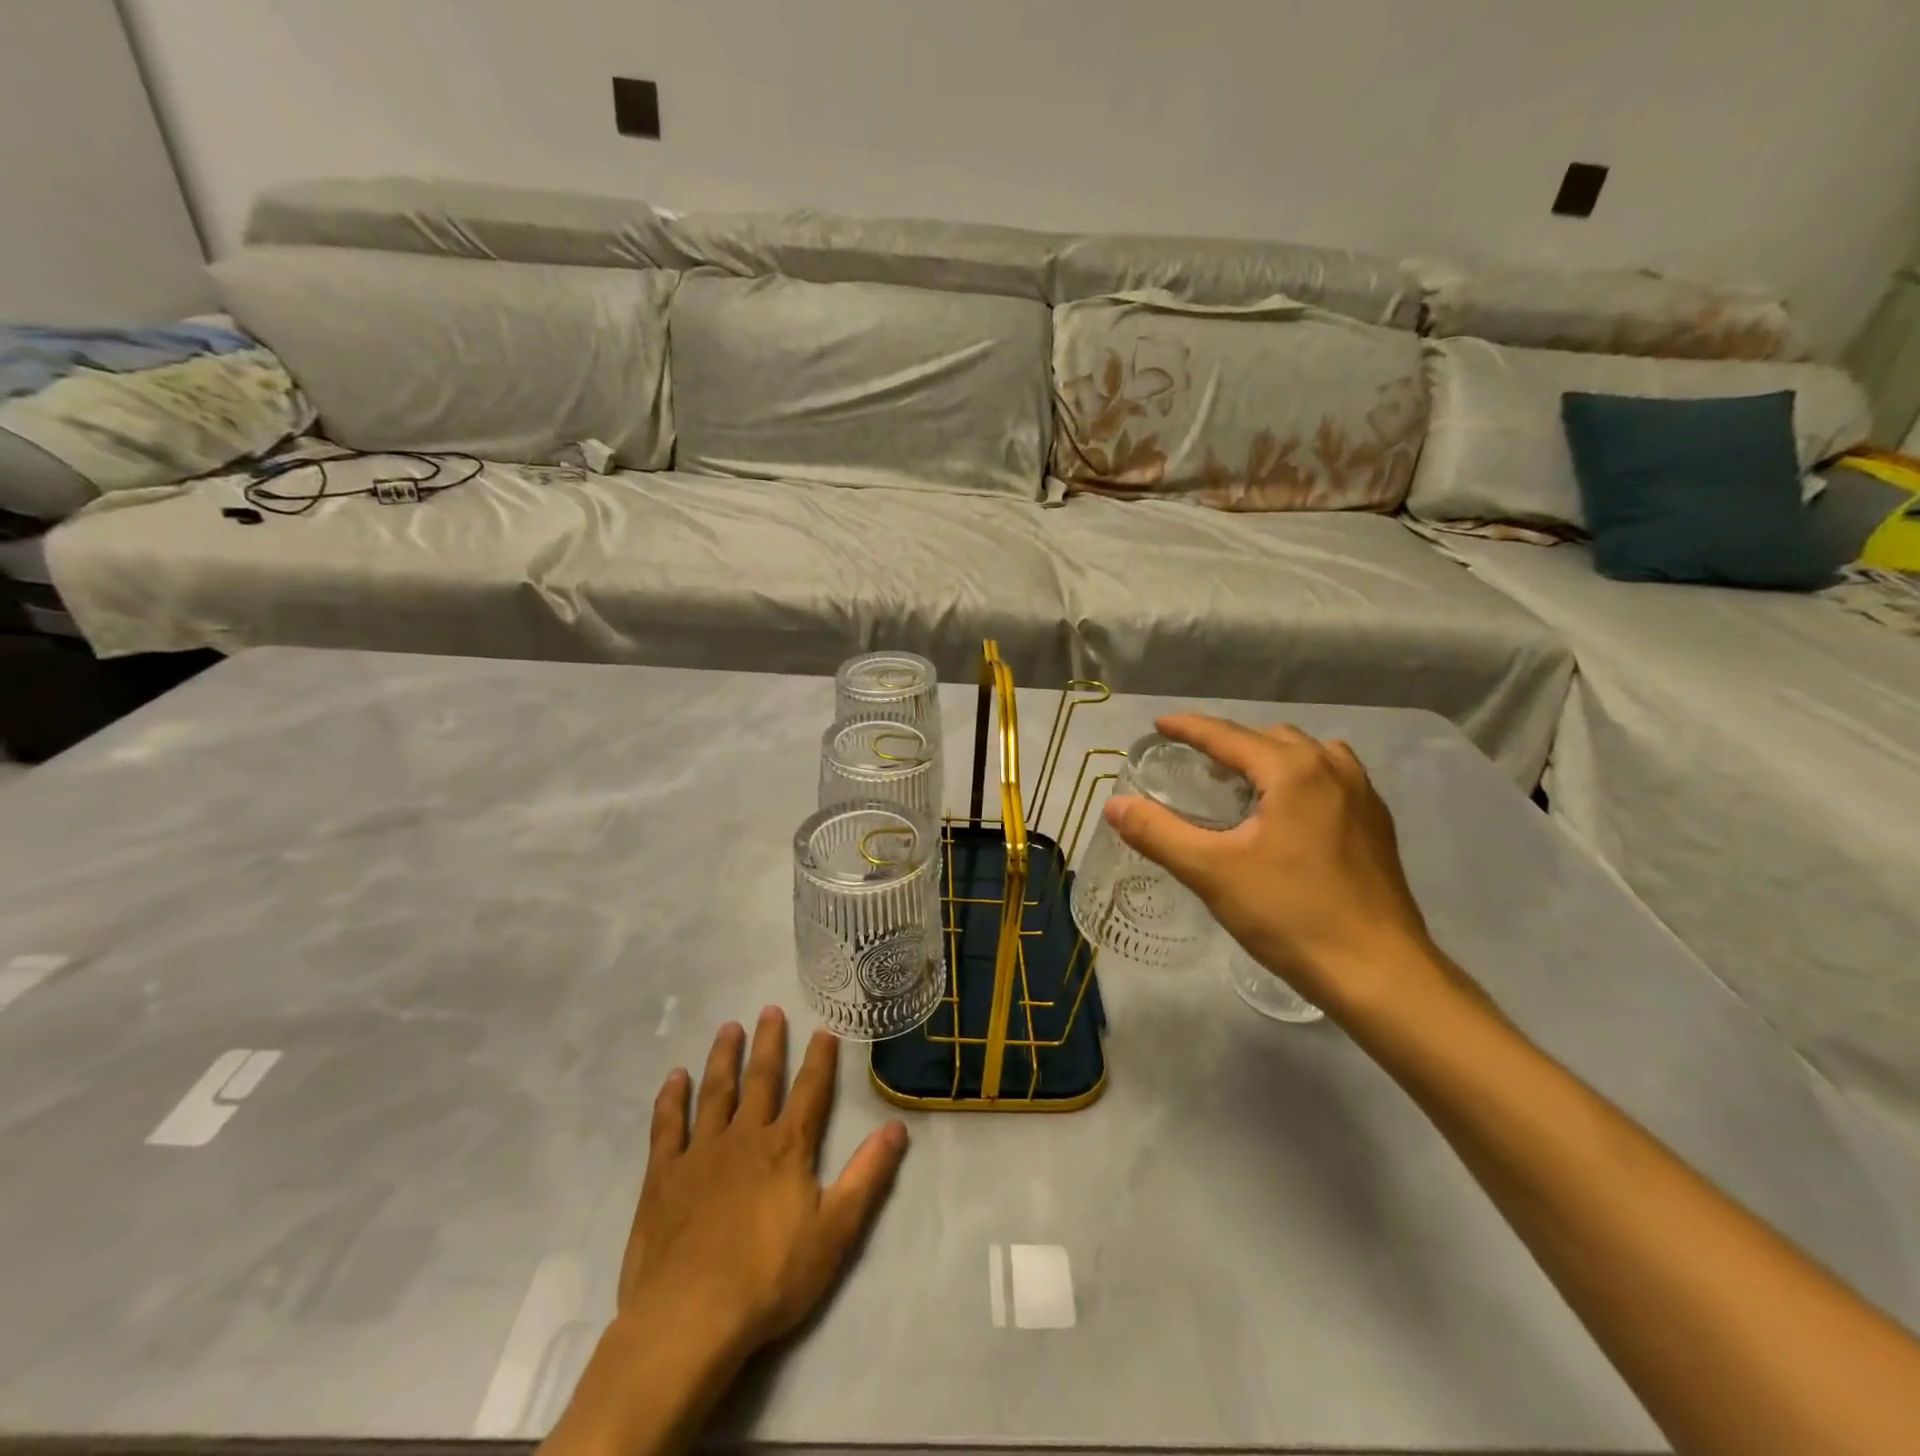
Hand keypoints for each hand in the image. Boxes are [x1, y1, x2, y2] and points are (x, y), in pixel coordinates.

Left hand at [618, 1007, 908, 1363]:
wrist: (688, 1320)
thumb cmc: (769, 1279)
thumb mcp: (836, 1232)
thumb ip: (868, 1176)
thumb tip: (898, 1127)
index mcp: (787, 1147)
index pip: (810, 1090)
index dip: (820, 1058)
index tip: (824, 1028)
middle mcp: (745, 1136)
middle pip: (761, 1079)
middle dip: (769, 1043)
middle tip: (769, 1009)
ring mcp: (701, 1153)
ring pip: (715, 1092)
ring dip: (723, 1058)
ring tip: (729, 1028)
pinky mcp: (663, 1177)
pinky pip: (667, 1127)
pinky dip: (671, 1099)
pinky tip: (675, 1078)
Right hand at [1104, 715, 1441, 1015]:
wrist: (1378, 973)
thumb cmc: (1290, 915)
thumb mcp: (1211, 872)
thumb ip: (1158, 833)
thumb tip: (1114, 805)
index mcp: (1293, 771)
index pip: (1228, 736)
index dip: (1189, 728)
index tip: (1159, 725)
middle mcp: (1332, 769)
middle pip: (1269, 738)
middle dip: (1229, 743)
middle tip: (1195, 763)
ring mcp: (1363, 795)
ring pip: (1307, 755)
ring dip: (1268, 758)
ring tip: (1241, 784)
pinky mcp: (1377, 824)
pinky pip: (1331, 778)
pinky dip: (1299, 778)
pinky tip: (1286, 813)